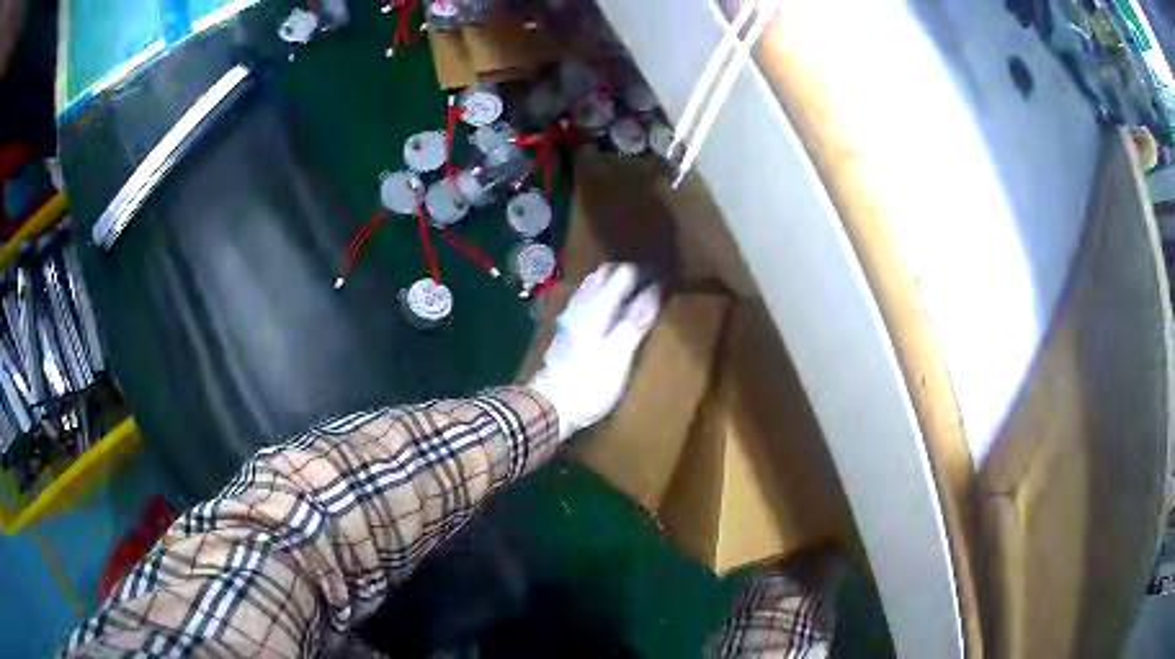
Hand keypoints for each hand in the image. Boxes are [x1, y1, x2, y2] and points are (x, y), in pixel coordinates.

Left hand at [529, 264, 660, 439]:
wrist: (549, 407)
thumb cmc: (589, 384)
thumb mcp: (619, 355)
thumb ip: (635, 322)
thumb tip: (654, 290)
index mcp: (595, 308)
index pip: (622, 274)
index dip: (644, 271)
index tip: (663, 275)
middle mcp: (580, 305)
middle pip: (603, 275)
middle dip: (627, 273)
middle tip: (650, 279)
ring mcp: (569, 317)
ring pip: (592, 287)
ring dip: (613, 283)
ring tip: (633, 291)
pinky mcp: (564, 331)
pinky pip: (587, 300)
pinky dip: (602, 296)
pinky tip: (609, 309)